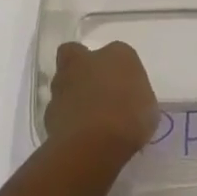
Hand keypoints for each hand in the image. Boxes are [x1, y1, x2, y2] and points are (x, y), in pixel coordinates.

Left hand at [44, 41, 158, 159]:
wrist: (94, 142)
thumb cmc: (130, 116)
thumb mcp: (148, 106)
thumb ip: (134, 96)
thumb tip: (127, 100)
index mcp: (117, 54)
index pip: (116, 52)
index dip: (116, 69)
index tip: (122, 86)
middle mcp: (85, 61)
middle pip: (76, 55)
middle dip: (81, 69)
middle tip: (95, 91)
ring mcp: (63, 85)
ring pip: (63, 83)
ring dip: (71, 95)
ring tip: (87, 120)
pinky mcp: (48, 112)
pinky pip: (58, 111)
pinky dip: (66, 120)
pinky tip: (78, 136)